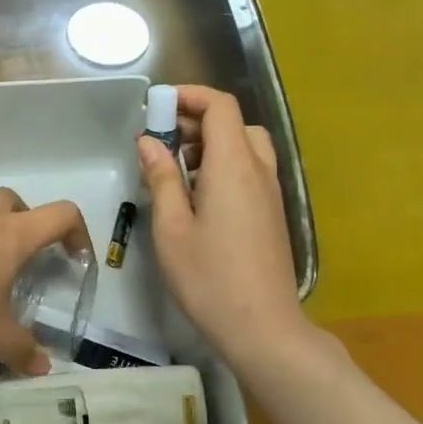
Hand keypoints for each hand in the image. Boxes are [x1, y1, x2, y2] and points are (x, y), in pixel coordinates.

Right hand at [137, 85, 303, 366]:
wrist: (262, 327)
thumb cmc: (208, 278)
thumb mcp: (171, 228)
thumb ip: (161, 178)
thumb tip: (149, 141)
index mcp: (233, 166)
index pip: (220, 106)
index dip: (189, 97)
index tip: (156, 109)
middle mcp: (259, 170)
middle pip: (234, 123)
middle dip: (196, 122)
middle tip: (161, 145)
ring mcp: (271, 192)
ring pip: (246, 147)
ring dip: (211, 146)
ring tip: (177, 173)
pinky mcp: (273, 213)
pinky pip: (251, 171)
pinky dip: (225, 167)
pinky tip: (199, 200)